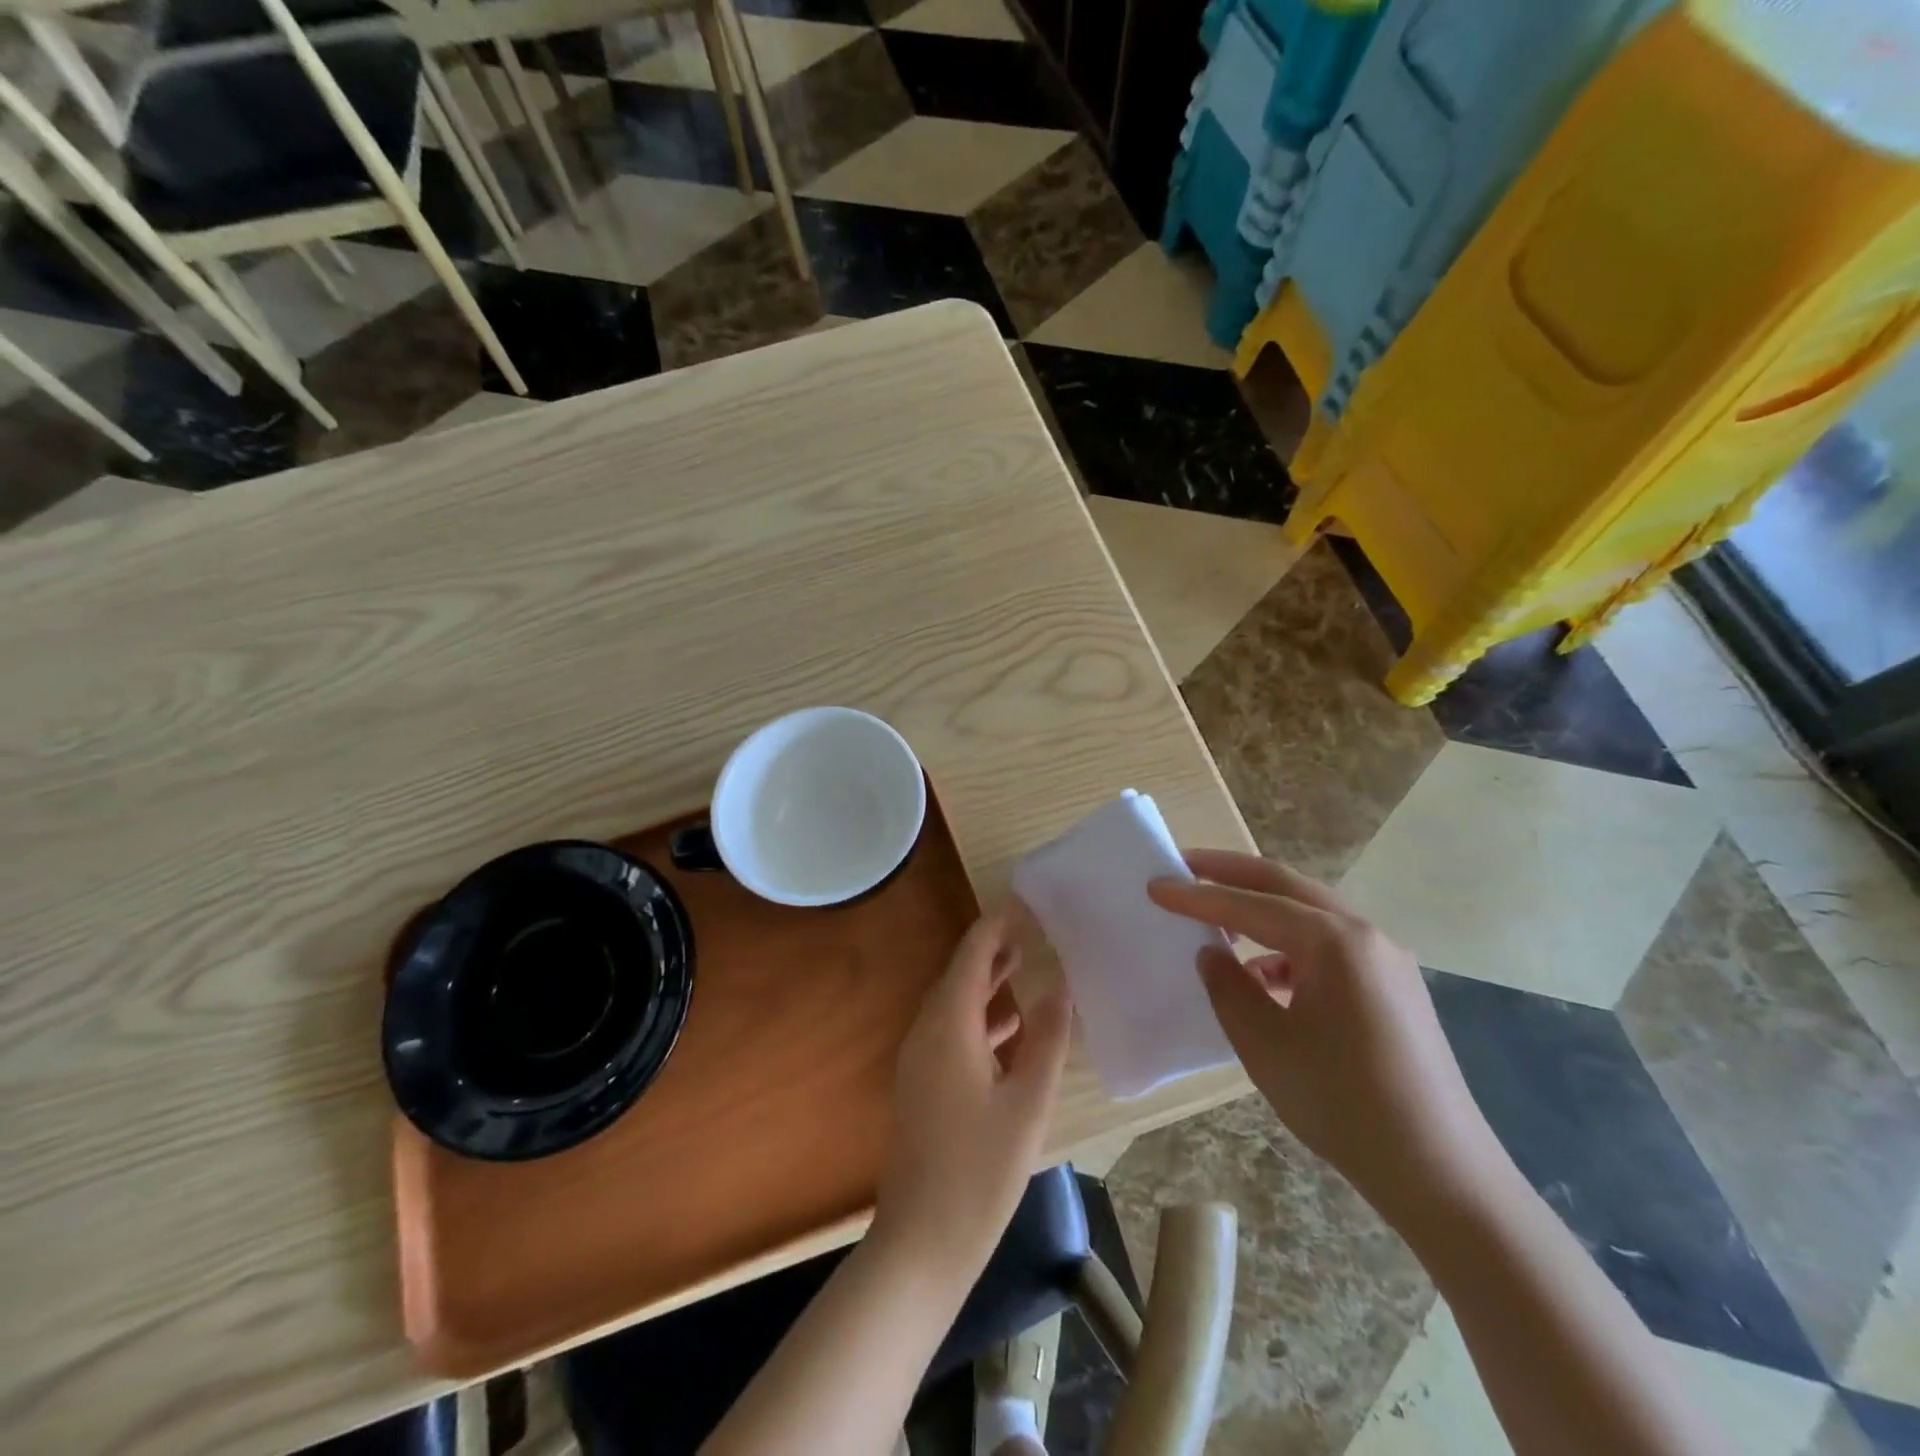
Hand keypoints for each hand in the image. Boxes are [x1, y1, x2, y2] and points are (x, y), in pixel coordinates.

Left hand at [874, 907, 1072, 1275]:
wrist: (923, 1240)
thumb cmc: (981, 1169)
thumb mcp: (1028, 1102)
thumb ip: (1046, 1039)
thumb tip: (1061, 987)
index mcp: (948, 1025)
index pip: (971, 955)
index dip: (996, 925)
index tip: (1024, 901)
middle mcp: (926, 1031)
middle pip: (960, 974)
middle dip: (993, 948)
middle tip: (1031, 926)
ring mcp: (920, 1059)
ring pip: (955, 1003)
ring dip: (987, 982)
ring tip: (1025, 962)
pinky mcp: (923, 1083)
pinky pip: (951, 1031)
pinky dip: (980, 1016)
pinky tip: (1010, 1027)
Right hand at [1149, 851, 1501, 1220]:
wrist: (1441, 1174)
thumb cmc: (1342, 1104)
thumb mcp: (1265, 1045)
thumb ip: (1228, 987)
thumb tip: (1212, 954)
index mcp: (1333, 941)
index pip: (1250, 904)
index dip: (1197, 896)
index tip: (1154, 885)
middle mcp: (1364, 934)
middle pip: (1285, 885)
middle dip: (1231, 873)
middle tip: (1184, 866)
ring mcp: (1386, 959)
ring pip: (1310, 912)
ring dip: (1260, 907)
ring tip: (1217, 919)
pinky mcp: (1393, 986)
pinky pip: (1330, 944)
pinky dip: (1289, 944)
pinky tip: (1264, 975)